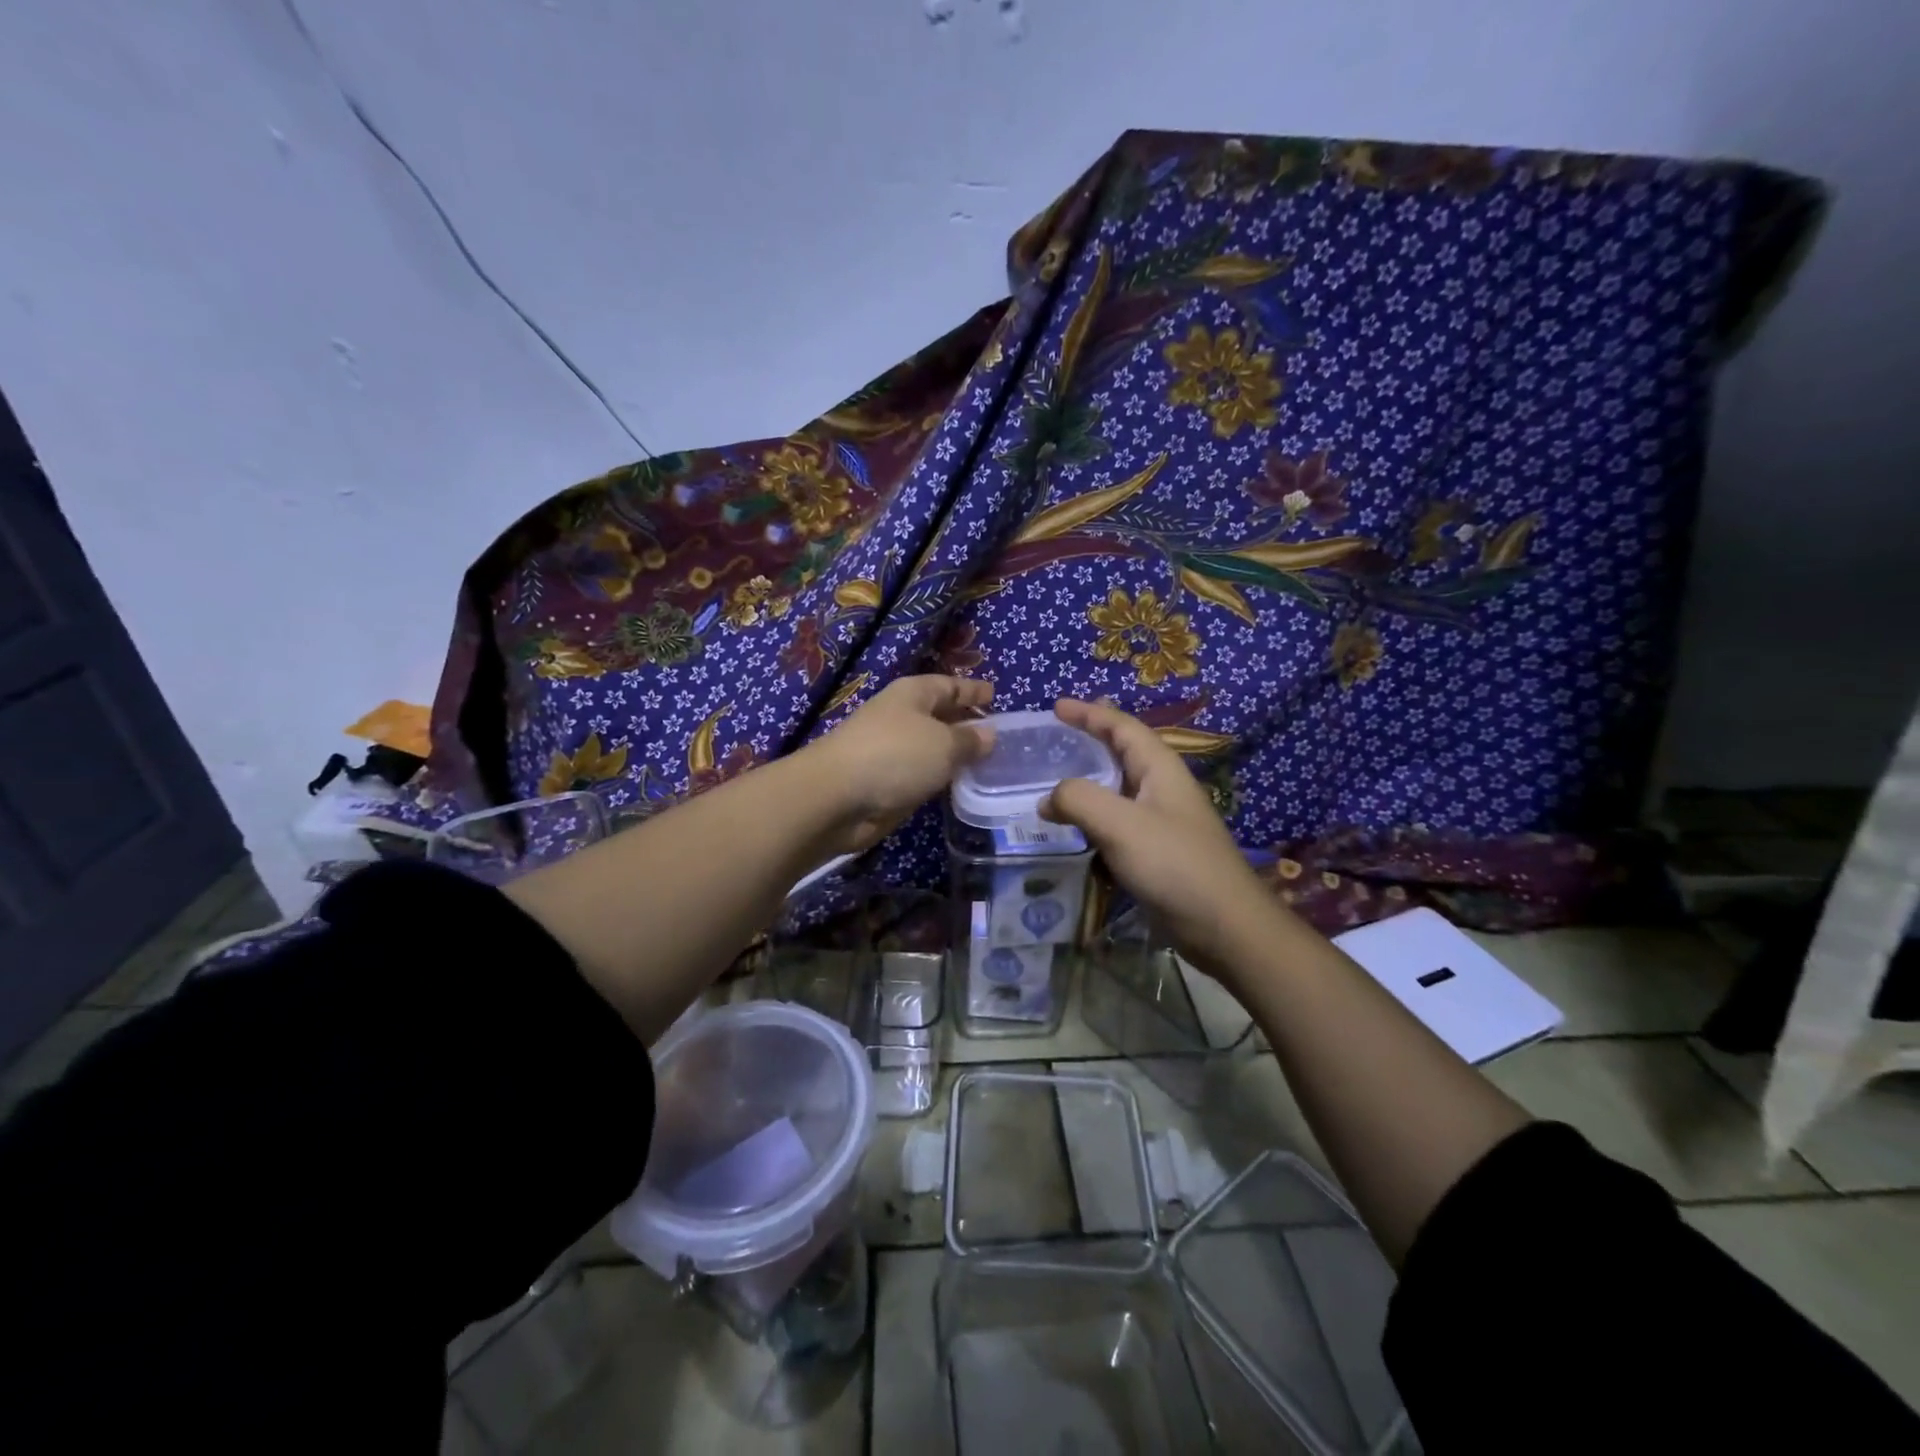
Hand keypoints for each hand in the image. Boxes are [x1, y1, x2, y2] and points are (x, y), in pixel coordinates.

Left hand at [807, 675, 994, 853]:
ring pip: (932, 747)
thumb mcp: (943, 744)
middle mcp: (902, 717)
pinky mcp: (888, 782)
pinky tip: (961, 785)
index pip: (949, 685)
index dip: (972, 690)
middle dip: (966, 722)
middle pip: (940, 715)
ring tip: (989, 761)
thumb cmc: (895, 755)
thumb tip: (989, 734)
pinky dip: (941, 777)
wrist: (837, 797)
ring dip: (955, 753)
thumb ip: (969, 739)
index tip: (995, 694)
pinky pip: (923, 774)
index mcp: (913, 694)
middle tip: (998, 733)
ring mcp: (893, 751)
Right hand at [1041, 698, 1275, 981]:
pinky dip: (1092, 817)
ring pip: (1118, 788)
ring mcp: (1161, 821)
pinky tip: (1073, 828)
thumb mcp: (1121, 824)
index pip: (1122, 727)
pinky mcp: (1156, 851)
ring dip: (1088, 780)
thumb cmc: (1175, 864)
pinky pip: (1117, 822)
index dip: (1090, 713)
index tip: (1056, 707)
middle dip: (1091, 739)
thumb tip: (1047, 799)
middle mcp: (1162, 788)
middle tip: (1056, 734)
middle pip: (1122, 752)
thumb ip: (1079, 800)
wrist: (1224, 926)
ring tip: (1055, 779)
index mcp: (1160, 768)